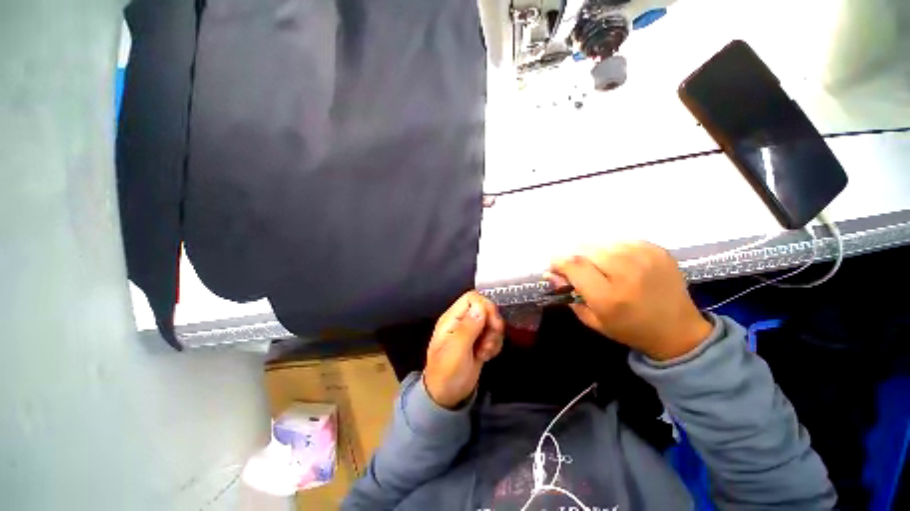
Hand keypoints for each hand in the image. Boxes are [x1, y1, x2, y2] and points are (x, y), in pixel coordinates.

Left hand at [423, 291, 503, 408]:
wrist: (447, 396)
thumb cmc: (447, 373)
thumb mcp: (456, 351)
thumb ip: (468, 328)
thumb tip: (481, 307)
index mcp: (452, 319)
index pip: (472, 298)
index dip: (485, 307)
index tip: (491, 324)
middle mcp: (462, 322)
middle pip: (485, 308)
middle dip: (492, 325)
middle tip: (487, 342)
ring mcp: (471, 332)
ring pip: (491, 322)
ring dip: (493, 337)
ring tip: (484, 352)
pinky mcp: (478, 341)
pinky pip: (493, 335)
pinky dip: (494, 345)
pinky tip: (486, 356)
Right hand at [549, 242, 711, 360]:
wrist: (679, 330)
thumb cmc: (631, 329)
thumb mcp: (593, 320)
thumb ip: (569, 295)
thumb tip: (553, 274)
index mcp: (609, 297)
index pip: (574, 265)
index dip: (559, 262)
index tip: (555, 267)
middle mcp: (627, 273)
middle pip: (586, 250)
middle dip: (575, 257)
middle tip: (575, 267)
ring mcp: (645, 258)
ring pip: (602, 243)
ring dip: (592, 252)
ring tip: (596, 265)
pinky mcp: (657, 250)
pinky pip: (621, 241)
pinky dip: (611, 249)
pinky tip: (615, 261)